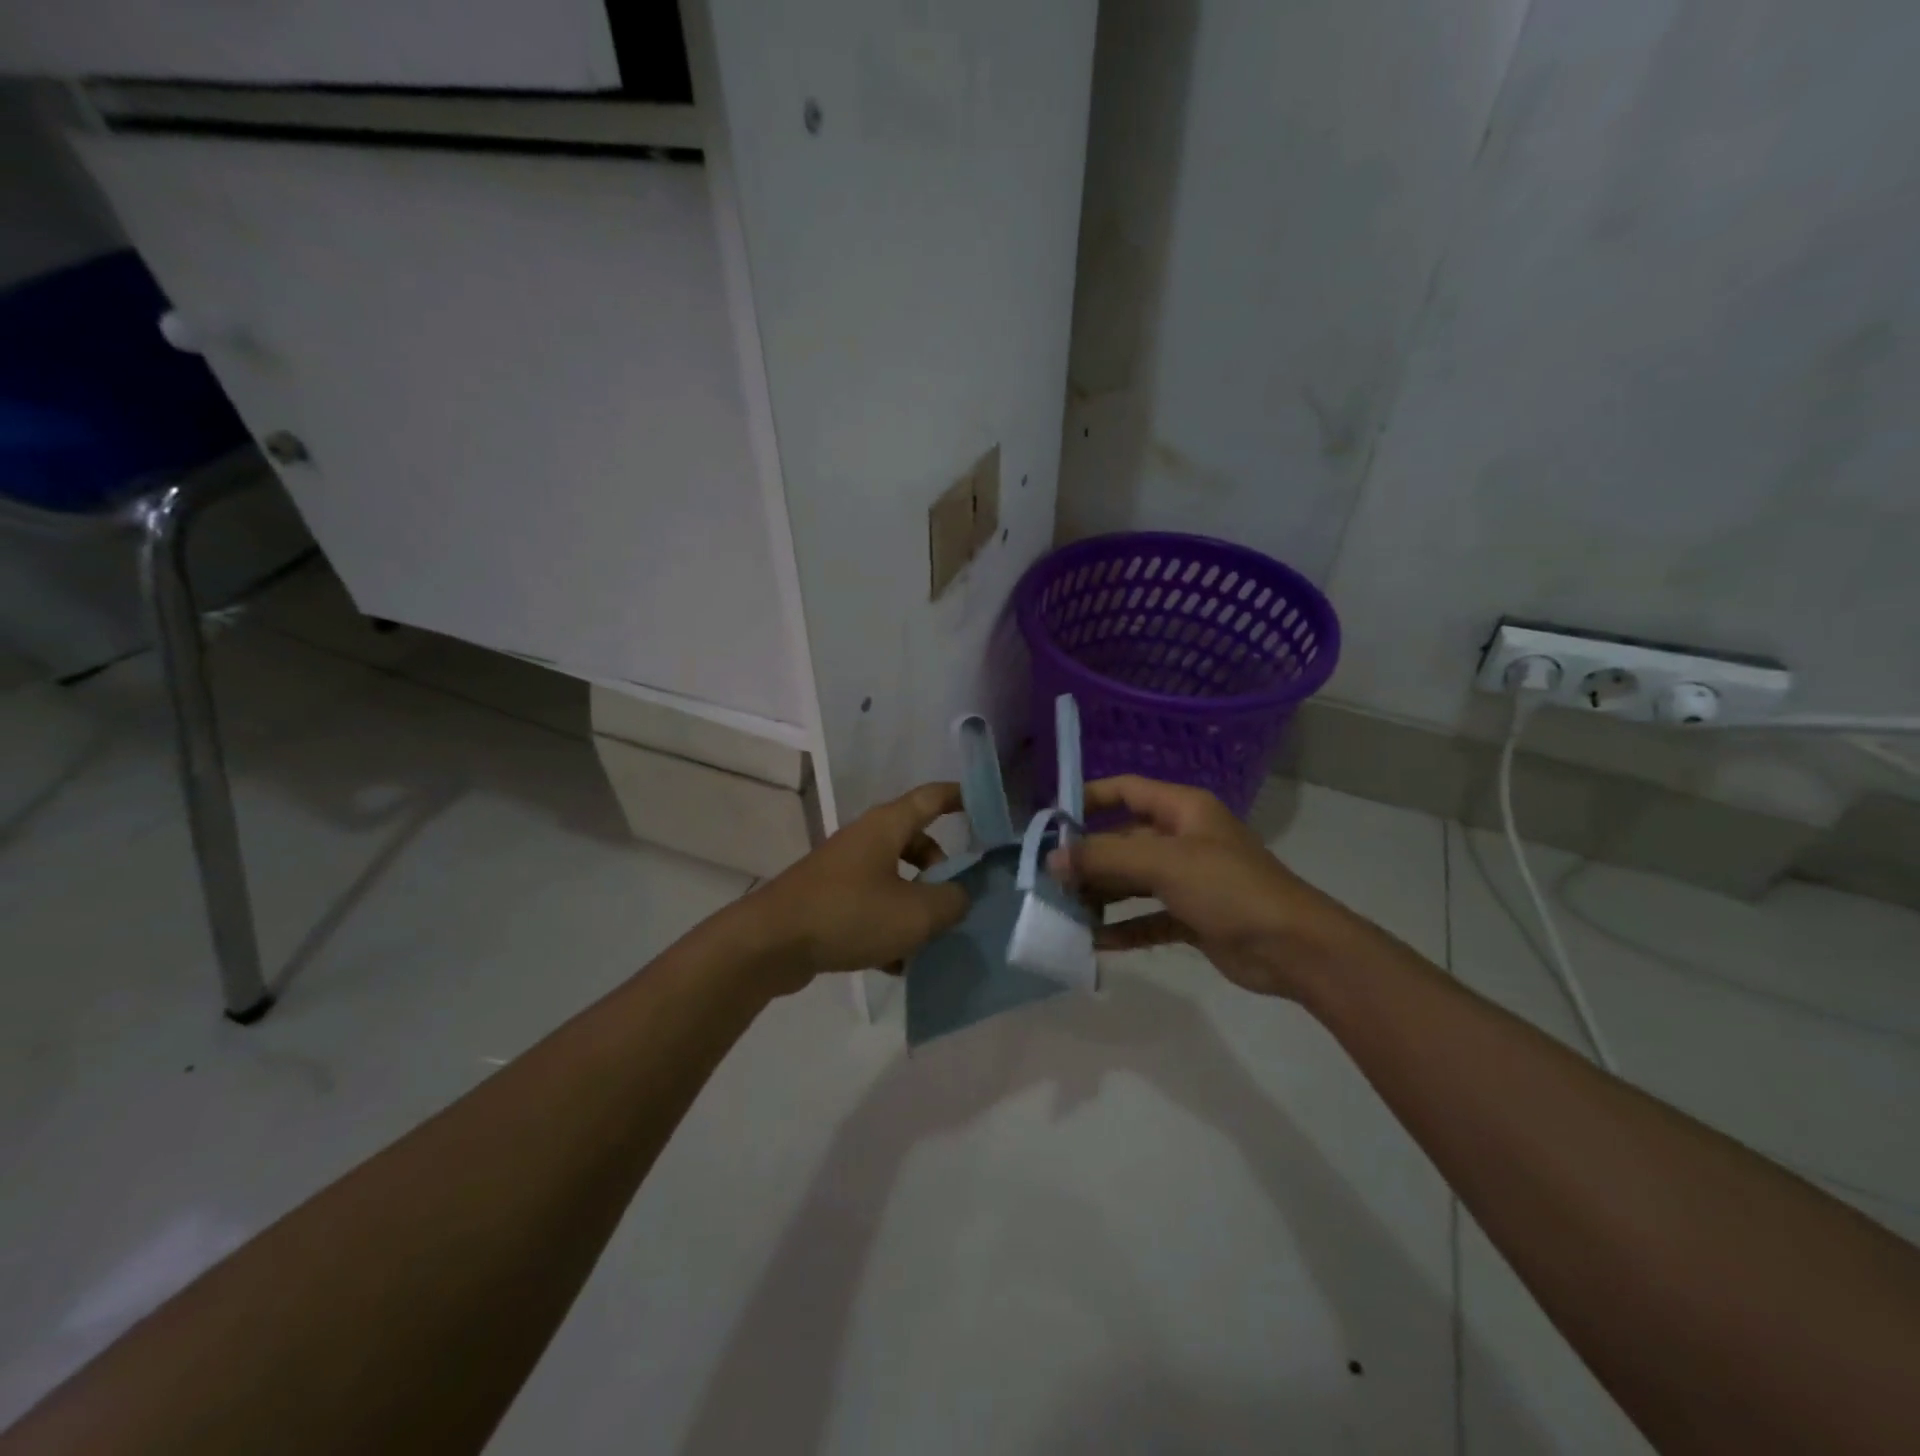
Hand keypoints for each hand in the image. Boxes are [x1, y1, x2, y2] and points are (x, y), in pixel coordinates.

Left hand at [740, 782, 969, 992]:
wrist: (770, 943)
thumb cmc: (850, 914)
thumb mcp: (915, 913)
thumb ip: (951, 902)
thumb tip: (961, 896)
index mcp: (886, 826)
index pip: (932, 798)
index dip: (961, 797)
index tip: (987, 807)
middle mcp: (865, 840)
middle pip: (915, 843)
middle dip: (942, 868)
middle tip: (959, 898)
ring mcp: (843, 871)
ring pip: (894, 879)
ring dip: (916, 905)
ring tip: (933, 939)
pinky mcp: (828, 901)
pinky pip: (870, 907)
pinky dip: (889, 928)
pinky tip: (898, 965)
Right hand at [1050, 775, 1363, 999]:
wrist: (1293, 948)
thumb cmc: (1228, 888)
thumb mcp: (1163, 863)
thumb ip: (1104, 856)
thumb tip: (1052, 859)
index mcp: (1181, 810)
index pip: (1125, 790)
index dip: (1087, 800)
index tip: (1051, 823)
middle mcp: (1183, 838)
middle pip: (1123, 839)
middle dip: (1088, 858)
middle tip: (1049, 880)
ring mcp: (1188, 879)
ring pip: (1132, 881)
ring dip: (1101, 895)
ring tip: (1063, 911)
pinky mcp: (1192, 917)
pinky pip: (1147, 918)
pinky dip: (1123, 928)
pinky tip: (1094, 941)